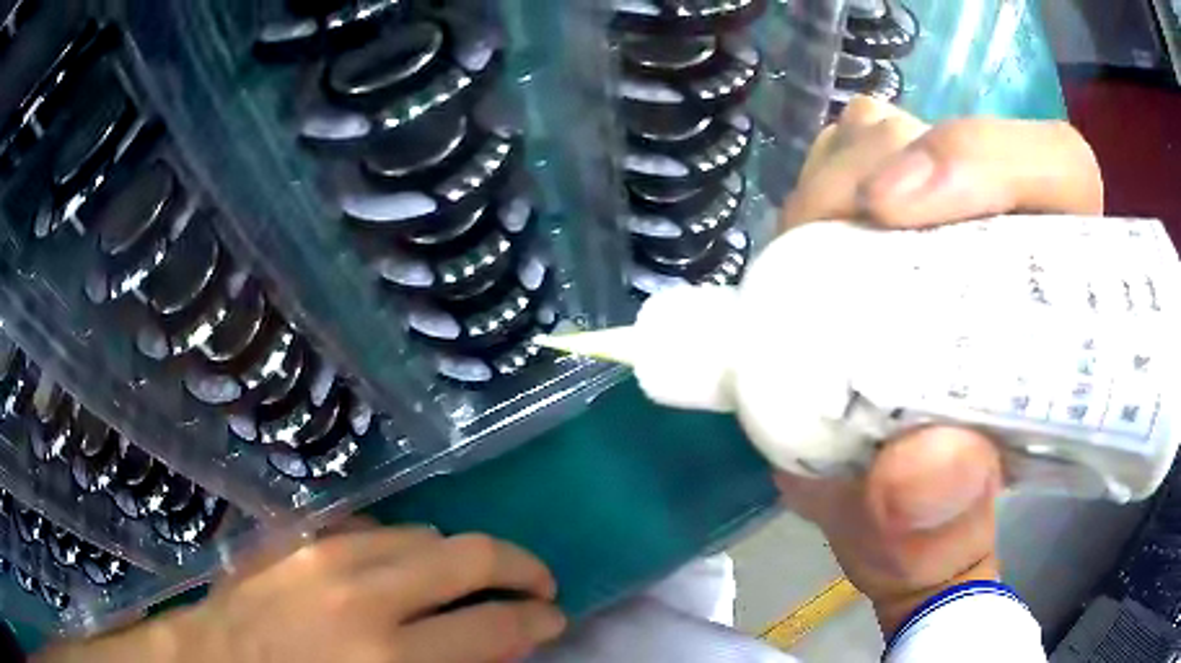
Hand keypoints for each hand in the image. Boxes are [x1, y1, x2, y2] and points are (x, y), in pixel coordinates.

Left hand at [37, 527, 565, 662]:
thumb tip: (497, 647)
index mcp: (388, 658)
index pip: (496, 627)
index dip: (538, 621)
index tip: (553, 620)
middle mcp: (362, 596)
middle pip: (470, 557)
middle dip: (520, 569)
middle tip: (537, 585)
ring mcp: (323, 553)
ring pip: (423, 534)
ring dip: (461, 558)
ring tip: (472, 579)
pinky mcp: (297, 537)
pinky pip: (372, 528)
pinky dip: (402, 546)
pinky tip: (401, 569)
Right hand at [775, 97, 1102, 634]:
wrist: (879, 519)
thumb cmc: (930, 531)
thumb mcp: (935, 558)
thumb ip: (944, 538)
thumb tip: (929, 462)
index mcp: (1058, 306)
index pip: (1059, 174)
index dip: (989, 160)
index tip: (899, 206)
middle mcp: (1006, 244)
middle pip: (957, 142)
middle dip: (880, 169)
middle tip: (823, 239)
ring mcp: (940, 225)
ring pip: (890, 141)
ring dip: (837, 181)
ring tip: (805, 257)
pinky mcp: (881, 230)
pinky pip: (844, 164)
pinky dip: (816, 190)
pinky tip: (804, 247)